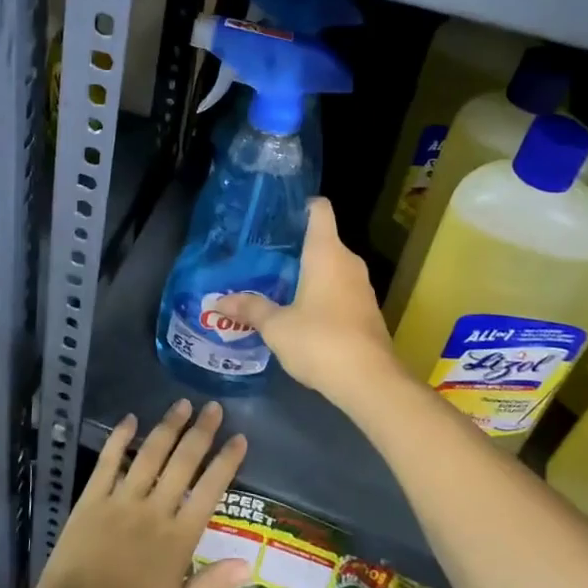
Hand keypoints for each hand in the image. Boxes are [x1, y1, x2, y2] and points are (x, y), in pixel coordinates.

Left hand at [30, 400, 250, 587]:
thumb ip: (211, 586)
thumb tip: (249, 562)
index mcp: (178, 540)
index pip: (209, 491)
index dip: (226, 462)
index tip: (239, 438)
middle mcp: (154, 511)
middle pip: (182, 463)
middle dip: (201, 433)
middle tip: (214, 407)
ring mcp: (121, 502)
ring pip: (150, 455)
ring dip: (167, 427)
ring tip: (182, 404)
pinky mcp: (91, 501)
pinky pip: (108, 462)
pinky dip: (119, 439)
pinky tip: (129, 420)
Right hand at [216, 199, 404, 406]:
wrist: (370, 382)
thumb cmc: (320, 341)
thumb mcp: (276, 326)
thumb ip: (250, 309)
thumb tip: (218, 303)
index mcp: (326, 252)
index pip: (319, 210)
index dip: (301, 205)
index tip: (277, 215)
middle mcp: (348, 262)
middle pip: (323, 239)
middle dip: (295, 246)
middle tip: (263, 255)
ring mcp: (362, 287)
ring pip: (332, 267)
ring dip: (308, 272)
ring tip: (276, 282)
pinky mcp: (367, 311)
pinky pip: (340, 289)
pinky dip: (321, 292)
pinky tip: (299, 310)